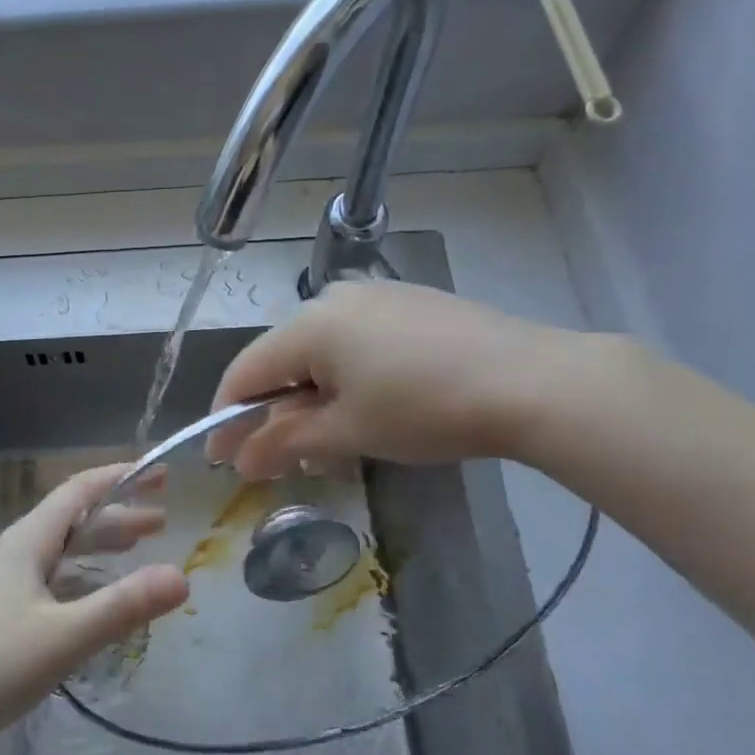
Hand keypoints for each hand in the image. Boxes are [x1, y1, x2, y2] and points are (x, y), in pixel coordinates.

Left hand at [0, 465, 187, 737]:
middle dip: (118, 516)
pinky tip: (89, 597)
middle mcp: (12, 551)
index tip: (160, 474)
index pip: (80, 491)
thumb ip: (124, 606)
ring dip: (98, 545)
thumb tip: (183, 577)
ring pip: (58, 549)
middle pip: (72, 519)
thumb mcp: (65, 636)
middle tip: (161, 524)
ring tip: (135, 550)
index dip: (121, 478)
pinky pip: (46, 576)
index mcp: (28, 541)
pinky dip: (78, 575)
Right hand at [206, 281, 587, 476]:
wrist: (534, 381)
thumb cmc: (426, 409)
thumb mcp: (349, 432)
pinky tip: (367, 404)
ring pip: (319, 350)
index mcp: (308, 325)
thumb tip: (240, 460)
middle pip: (281, 359)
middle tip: (278, 458)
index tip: (220, 460)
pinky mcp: (408, 302)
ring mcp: (374, 295)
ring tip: (326, 439)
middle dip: (273, 411)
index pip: (245, 372)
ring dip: (310, 395)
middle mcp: (332, 298)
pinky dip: (345, 375)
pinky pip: (355, 339)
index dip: (227, 418)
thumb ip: (285, 442)